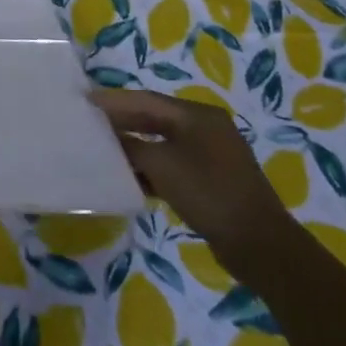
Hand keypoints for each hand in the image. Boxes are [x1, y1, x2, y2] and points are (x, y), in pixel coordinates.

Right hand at [89, 89, 295, 268]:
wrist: (260, 246)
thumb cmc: (209, 194)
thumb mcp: (162, 165)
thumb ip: (131, 146)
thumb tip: (110, 137)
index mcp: (198, 115)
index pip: (146, 99)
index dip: (114, 100)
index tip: (84, 99)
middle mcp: (206, 128)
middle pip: (155, 117)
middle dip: (123, 121)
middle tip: (89, 121)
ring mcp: (212, 154)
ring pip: (162, 141)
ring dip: (135, 145)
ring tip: (103, 148)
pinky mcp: (212, 179)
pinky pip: (173, 162)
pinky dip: (151, 166)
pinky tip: (131, 176)